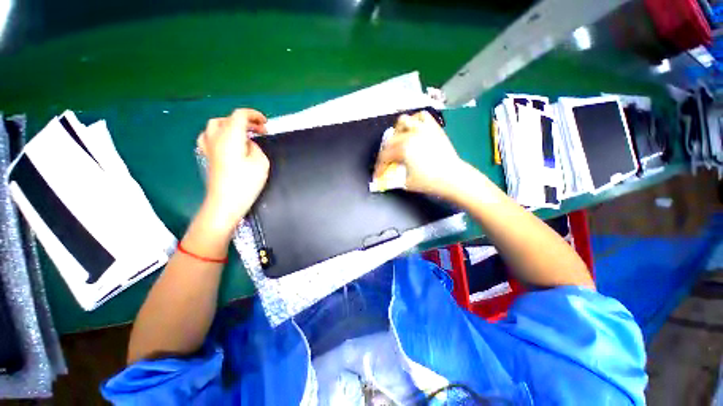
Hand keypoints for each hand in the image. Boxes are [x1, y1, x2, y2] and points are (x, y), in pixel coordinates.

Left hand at [197, 109, 268, 229]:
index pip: (239, 115)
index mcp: (230, 136)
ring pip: (215, 125)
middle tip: (260, 131)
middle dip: (245, 121)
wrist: (225, 202)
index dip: (254, 115)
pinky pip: (209, 137)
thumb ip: (255, 147)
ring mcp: (209, 147)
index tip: (266, 123)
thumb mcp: (260, 162)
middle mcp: (216, 137)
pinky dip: (219, 134)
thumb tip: (248, 143)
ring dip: (231, 125)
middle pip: (227, 119)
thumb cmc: (246, 182)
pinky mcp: (207, 156)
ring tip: (243, 134)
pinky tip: (227, 143)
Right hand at [374, 111, 463, 197]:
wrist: (453, 178)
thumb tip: (383, 179)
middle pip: (390, 140)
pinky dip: (415, 121)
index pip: (384, 157)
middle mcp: (411, 134)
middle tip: (387, 164)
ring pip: (403, 121)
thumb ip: (392, 178)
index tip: (378, 176)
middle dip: (385, 153)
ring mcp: (423, 129)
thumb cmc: (429, 182)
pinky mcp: (433, 128)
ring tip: (398, 141)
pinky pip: (422, 116)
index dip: (379, 168)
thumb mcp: (406, 183)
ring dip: (397, 132)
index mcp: (403, 148)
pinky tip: (413, 129)